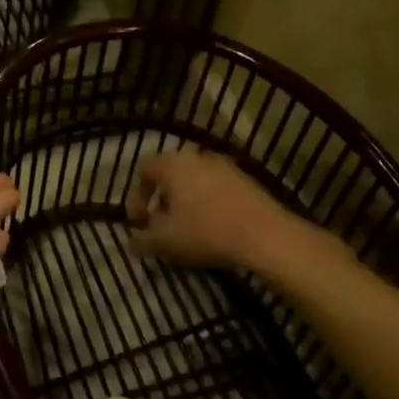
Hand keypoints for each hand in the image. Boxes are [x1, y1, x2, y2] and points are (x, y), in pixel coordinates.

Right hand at [126, 149, 297, 269]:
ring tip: (187, 229)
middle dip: (162, 199)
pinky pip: (217, 188)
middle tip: (161, 224)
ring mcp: (225, 166)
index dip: (135, 196)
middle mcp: (197, 156)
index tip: (139, 223)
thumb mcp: (164, 241)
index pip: (143, 169)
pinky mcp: (247, 180)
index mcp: (172, 164)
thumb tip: (133, 242)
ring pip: (195, 180)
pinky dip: (208, 203)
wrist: (265, 235)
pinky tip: (213, 228)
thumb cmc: (205, 232)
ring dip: (186, 201)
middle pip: (170, 173)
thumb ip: (142, 239)